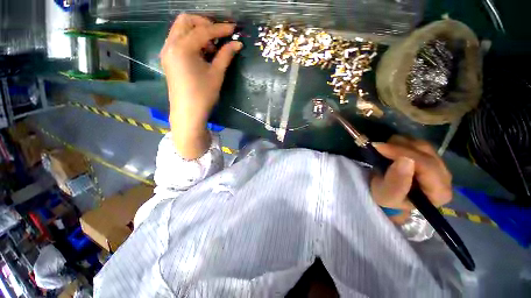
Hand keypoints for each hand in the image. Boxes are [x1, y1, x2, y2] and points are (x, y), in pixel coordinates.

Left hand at [160, 14, 241, 158]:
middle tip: (219, 35)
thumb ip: (225, 55)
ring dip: (197, 32)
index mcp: (182, 47)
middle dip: (204, 24)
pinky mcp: (168, 58)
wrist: (188, 113)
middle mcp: (171, 44)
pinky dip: (190, 40)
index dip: (220, 28)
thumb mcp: (216, 74)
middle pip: (186, 21)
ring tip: (211, 47)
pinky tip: (201, 53)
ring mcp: (167, 51)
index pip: (203, 30)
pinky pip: (178, 40)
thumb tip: (237, 44)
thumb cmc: (203, 95)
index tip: (233, 28)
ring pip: (180, 29)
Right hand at [371, 135, 452, 223]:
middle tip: (378, 146)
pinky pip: (418, 144)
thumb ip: (396, 182)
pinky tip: (391, 148)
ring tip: (383, 148)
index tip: (380, 148)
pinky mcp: (430, 157)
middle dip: (400, 147)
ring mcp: (439, 165)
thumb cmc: (387, 199)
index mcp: (439, 192)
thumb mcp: (387, 196)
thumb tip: (405, 160)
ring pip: (422, 145)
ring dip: (400, 143)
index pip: (427, 166)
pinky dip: (402, 142)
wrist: (387, 195)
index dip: (403, 153)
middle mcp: (445, 177)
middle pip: (426, 152)